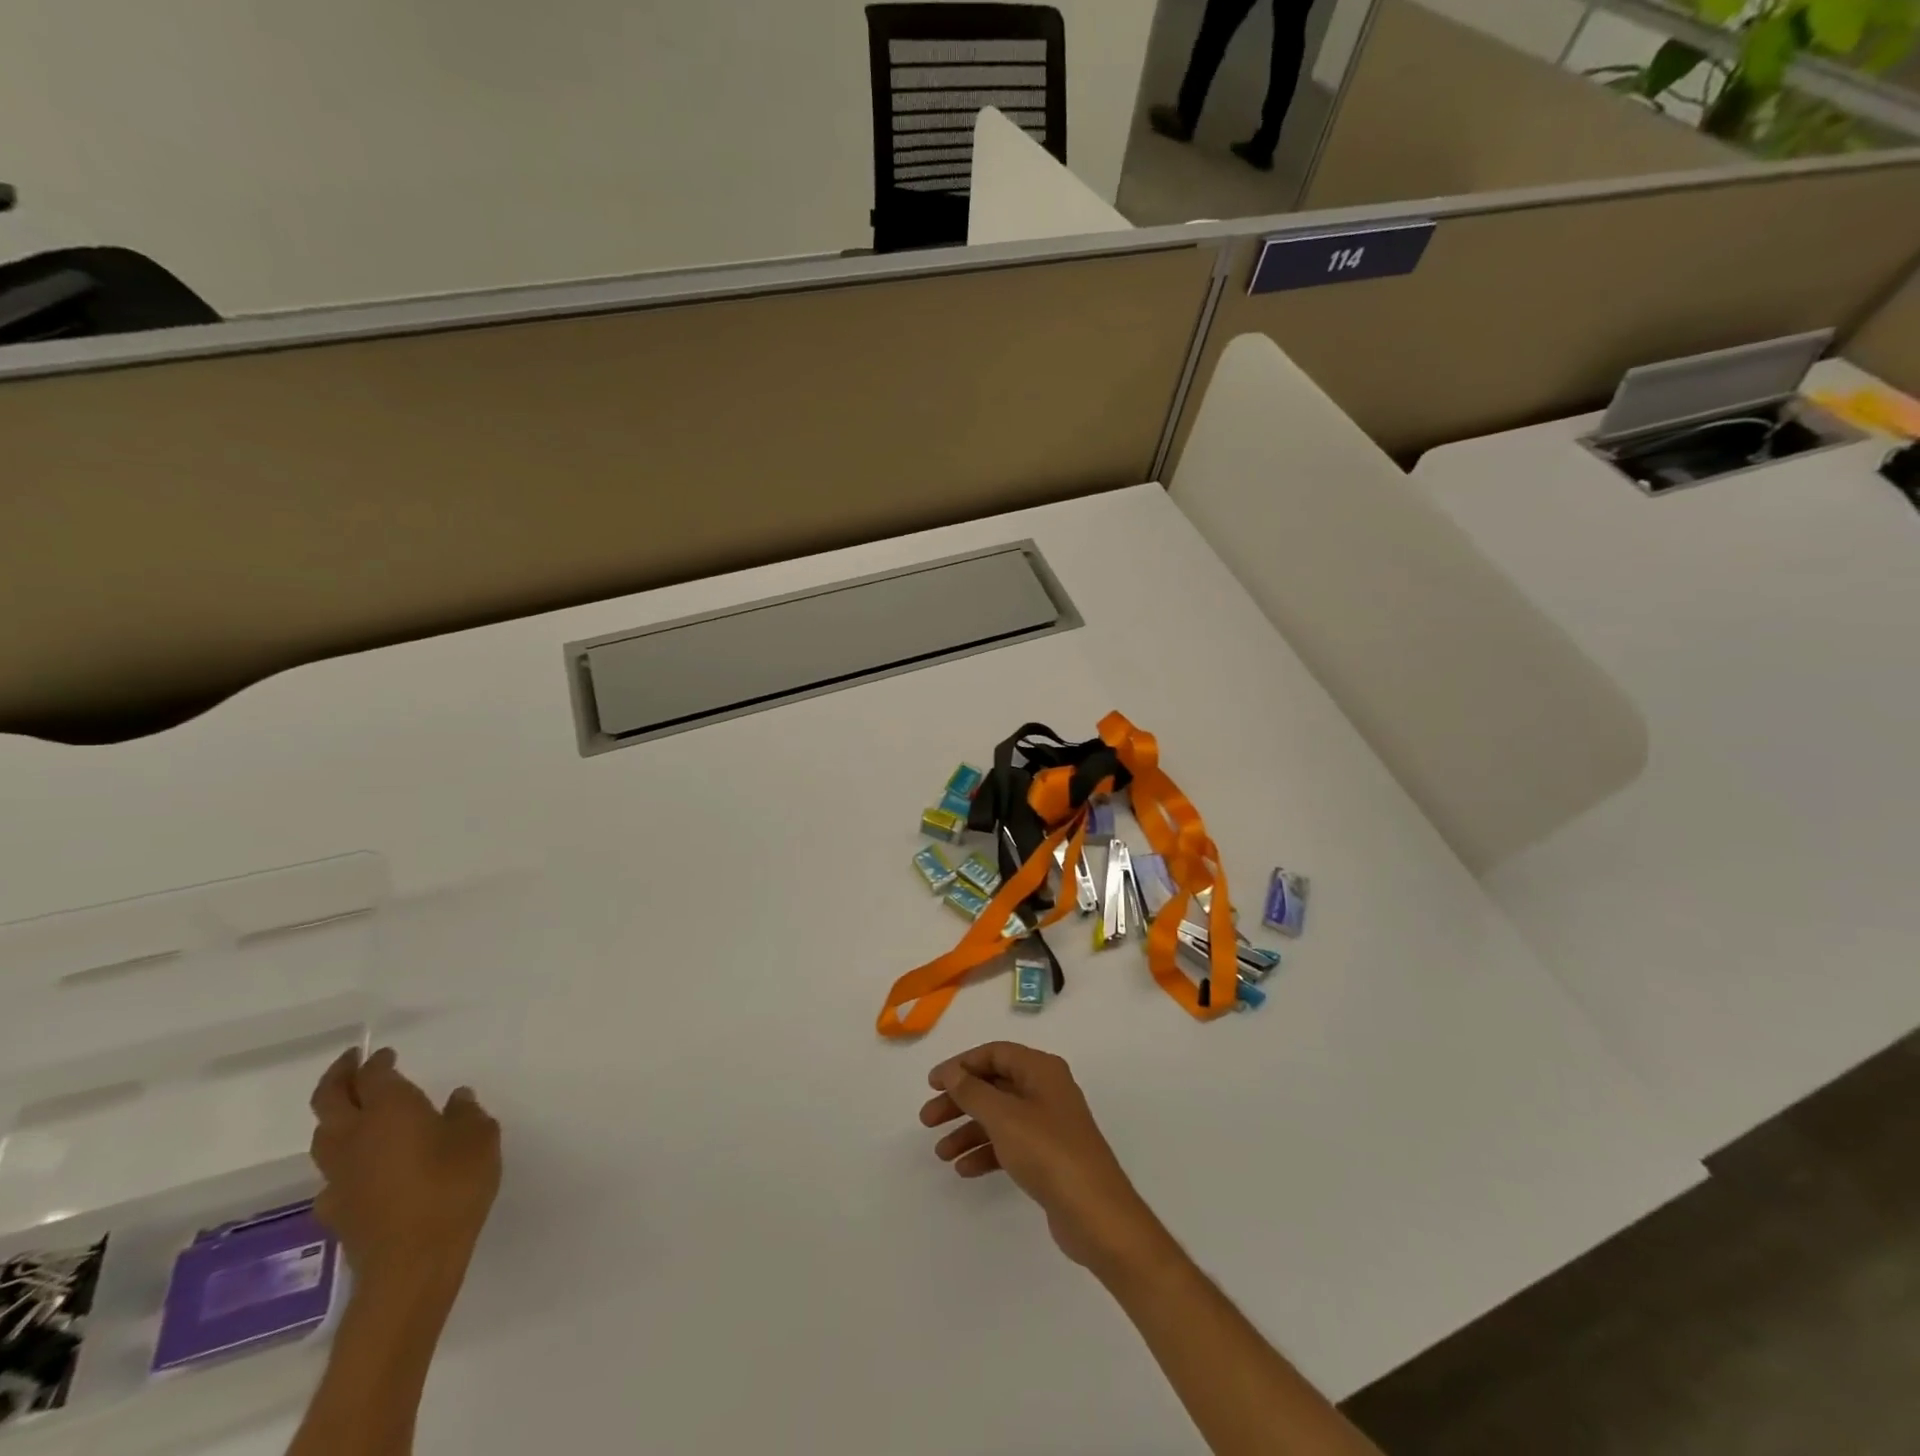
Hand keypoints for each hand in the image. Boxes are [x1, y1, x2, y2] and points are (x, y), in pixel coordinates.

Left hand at [309, 1046, 501, 1283]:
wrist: (412, 1262)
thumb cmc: (452, 1186)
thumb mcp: (479, 1138)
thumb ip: (466, 1114)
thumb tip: (454, 1100)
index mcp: (390, 1110)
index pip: (373, 1076)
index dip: (377, 1062)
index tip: (385, 1054)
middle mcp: (355, 1137)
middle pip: (328, 1100)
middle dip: (337, 1077)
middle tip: (351, 1064)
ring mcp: (339, 1176)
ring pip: (323, 1136)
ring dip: (334, 1118)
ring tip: (356, 1112)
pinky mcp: (336, 1209)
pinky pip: (333, 1174)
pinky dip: (345, 1161)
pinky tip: (364, 1168)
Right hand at [920, 1042, 1169, 1273]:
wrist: (1096, 1214)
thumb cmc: (1049, 1152)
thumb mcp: (1004, 1117)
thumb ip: (973, 1092)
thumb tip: (952, 1071)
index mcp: (1041, 1070)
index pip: (995, 1054)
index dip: (961, 1065)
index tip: (932, 1084)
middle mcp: (1046, 1090)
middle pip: (994, 1085)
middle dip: (960, 1101)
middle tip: (927, 1120)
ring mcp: (1049, 1124)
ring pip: (1000, 1117)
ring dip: (969, 1130)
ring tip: (940, 1153)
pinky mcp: (1049, 1156)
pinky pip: (1010, 1144)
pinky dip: (987, 1152)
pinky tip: (965, 1169)